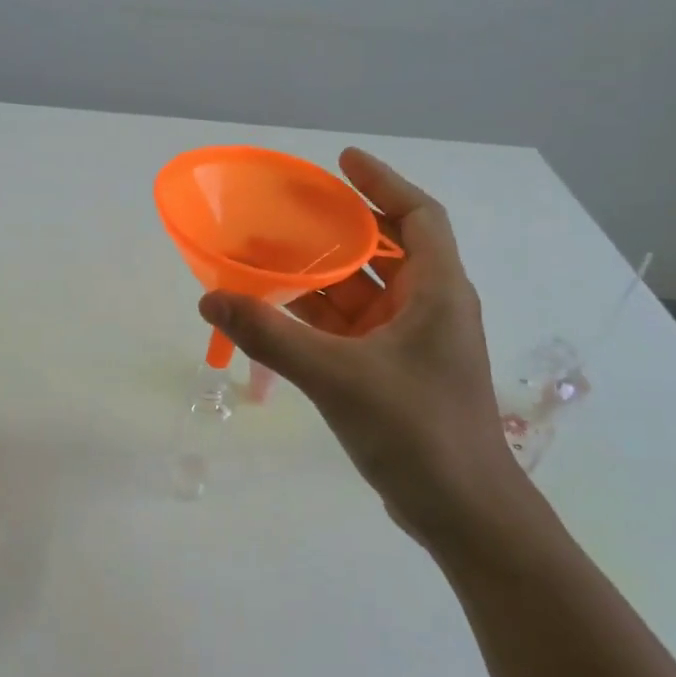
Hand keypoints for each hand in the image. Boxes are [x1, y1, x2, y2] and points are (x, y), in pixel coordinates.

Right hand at [199, 149, 528, 551]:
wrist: (464, 515)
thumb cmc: (416, 432)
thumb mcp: (338, 377)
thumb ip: (272, 334)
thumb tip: (212, 296)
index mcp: (438, 292)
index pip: (418, 215)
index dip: (383, 181)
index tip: (341, 161)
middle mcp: (430, 309)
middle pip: (385, 250)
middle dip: (339, 229)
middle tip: (288, 211)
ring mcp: (413, 345)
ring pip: (364, 294)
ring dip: (322, 277)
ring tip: (270, 258)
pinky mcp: (395, 375)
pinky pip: (353, 330)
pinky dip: (320, 319)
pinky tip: (279, 314)